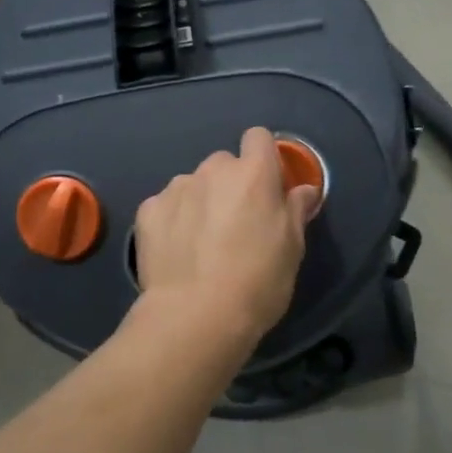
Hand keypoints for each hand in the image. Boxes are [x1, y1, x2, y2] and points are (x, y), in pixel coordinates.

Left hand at [133, 128, 320, 346]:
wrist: (196, 315)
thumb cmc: (257, 282)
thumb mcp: (292, 249)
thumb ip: (295, 210)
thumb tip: (303, 189)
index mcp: (253, 174)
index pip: (258, 137)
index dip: (263, 158)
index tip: (266, 187)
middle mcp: (213, 170)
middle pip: (224, 163)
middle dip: (230, 185)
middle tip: (235, 223)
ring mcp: (176, 188)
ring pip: (193, 184)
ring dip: (200, 201)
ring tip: (201, 243)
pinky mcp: (148, 211)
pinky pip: (166, 205)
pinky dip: (173, 220)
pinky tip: (177, 250)